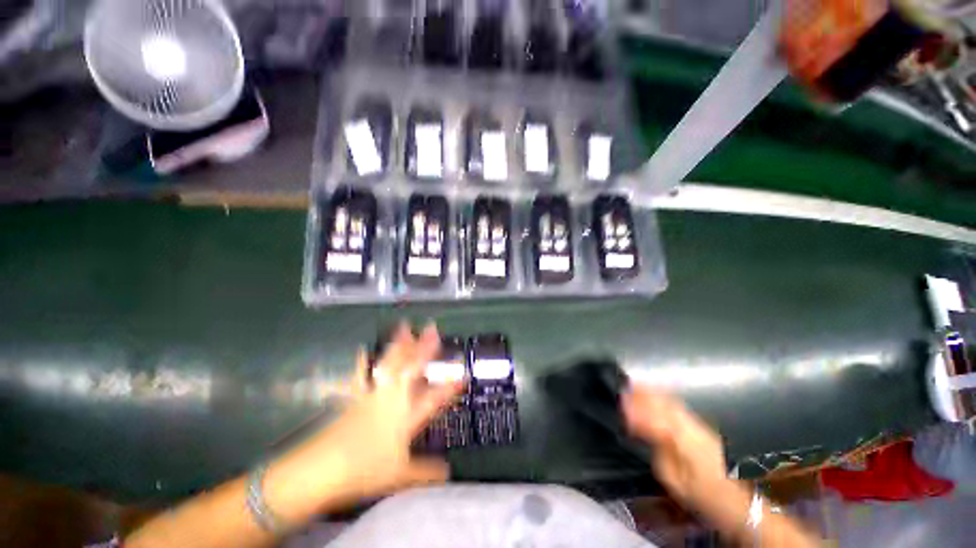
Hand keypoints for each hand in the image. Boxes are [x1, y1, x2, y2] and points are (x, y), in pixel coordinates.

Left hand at [313, 323, 462, 498]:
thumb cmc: (364, 470)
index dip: (450, 385)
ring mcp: (372, 394)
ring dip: (399, 344)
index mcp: (406, 416)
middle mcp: (392, 399)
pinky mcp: (355, 397)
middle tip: (431, 327)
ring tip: (404, 327)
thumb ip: (425, 472)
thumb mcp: (399, 476)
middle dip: (423, 347)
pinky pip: (361, 374)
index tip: (463, 372)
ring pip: (390, 364)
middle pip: (411, 369)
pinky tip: (363, 349)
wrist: (321, 470)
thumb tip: (449, 473)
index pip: (434, 398)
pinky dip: (363, 361)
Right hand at [622, 385, 727, 507]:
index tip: (620, 402)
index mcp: (684, 440)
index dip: (636, 409)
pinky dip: (662, 396)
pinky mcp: (700, 426)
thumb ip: (657, 453)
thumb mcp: (674, 479)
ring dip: (652, 392)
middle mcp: (691, 426)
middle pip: (664, 403)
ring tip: (634, 385)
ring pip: (671, 401)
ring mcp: (697, 424)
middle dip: (642, 393)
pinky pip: (677, 404)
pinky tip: (654, 394)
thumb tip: (642, 433)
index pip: (655, 418)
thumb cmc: (701, 493)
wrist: (736, 498)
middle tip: (623, 386)